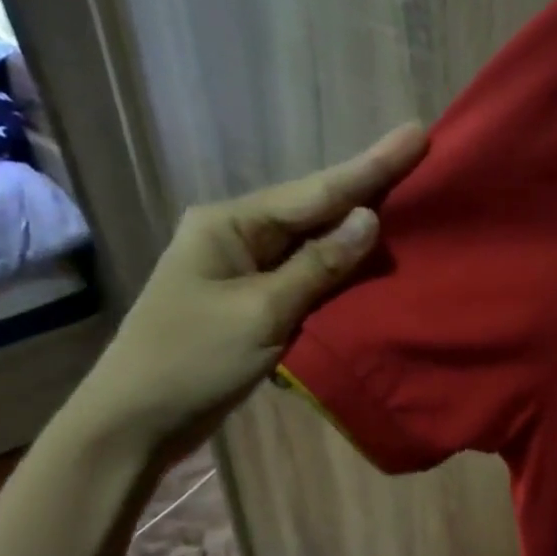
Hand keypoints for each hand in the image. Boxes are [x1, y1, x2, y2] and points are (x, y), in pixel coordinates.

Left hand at [66, 124, 427, 457]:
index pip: (314, 193)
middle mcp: (237, 236)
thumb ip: (318, 266)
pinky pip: (305, 278)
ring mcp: (243, 270)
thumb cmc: (192, 360)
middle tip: (419, 157)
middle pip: (313, 209)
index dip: (370, 167)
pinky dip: (338, 272)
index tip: (416, 135)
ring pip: (311, 244)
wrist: (137, 420)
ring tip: (407, 202)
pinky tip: (369, 263)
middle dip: (366, 188)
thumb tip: (368, 218)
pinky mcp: (251, 303)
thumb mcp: (260, 312)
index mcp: (231, 224)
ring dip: (356, 230)